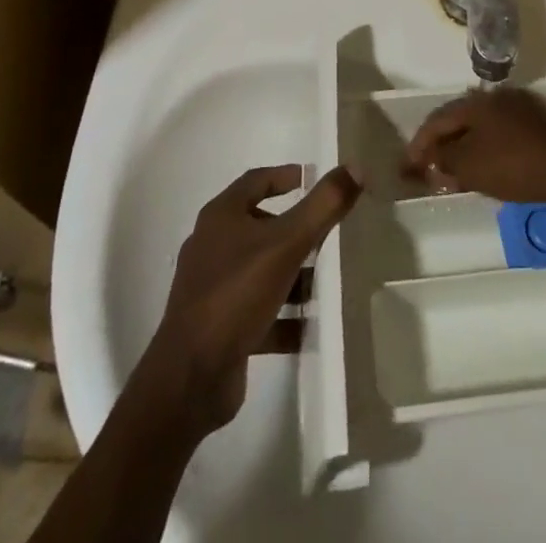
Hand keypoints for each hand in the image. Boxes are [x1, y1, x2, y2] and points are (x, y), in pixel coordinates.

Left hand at [143, 164, 360, 434]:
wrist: (190, 378)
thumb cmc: (236, 294)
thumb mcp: (287, 243)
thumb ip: (323, 205)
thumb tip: (355, 167)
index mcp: (221, 217)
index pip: (256, 181)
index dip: (285, 176)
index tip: (313, 180)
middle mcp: (212, 246)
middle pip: (260, 226)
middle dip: (295, 230)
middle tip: (328, 234)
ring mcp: (212, 289)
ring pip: (261, 270)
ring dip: (292, 275)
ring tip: (326, 284)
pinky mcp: (218, 328)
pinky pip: (258, 312)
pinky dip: (284, 316)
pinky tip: (311, 327)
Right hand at [403, 88, 545, 209]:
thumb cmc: (514, 165)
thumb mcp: (470, 167)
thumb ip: (444, 161)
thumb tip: (431, 160)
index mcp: (474, 102)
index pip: (436, 120)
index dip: (418, 145)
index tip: (405, 169)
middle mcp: (494, 98)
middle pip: (457, 120)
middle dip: (440, 145)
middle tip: (427, 169)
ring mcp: (517, 108)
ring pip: (478, 128)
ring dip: (461, 148)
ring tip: (452, 172)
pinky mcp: (535, 124)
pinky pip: (497, 134)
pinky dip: (483, 149)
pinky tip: (482, 168)